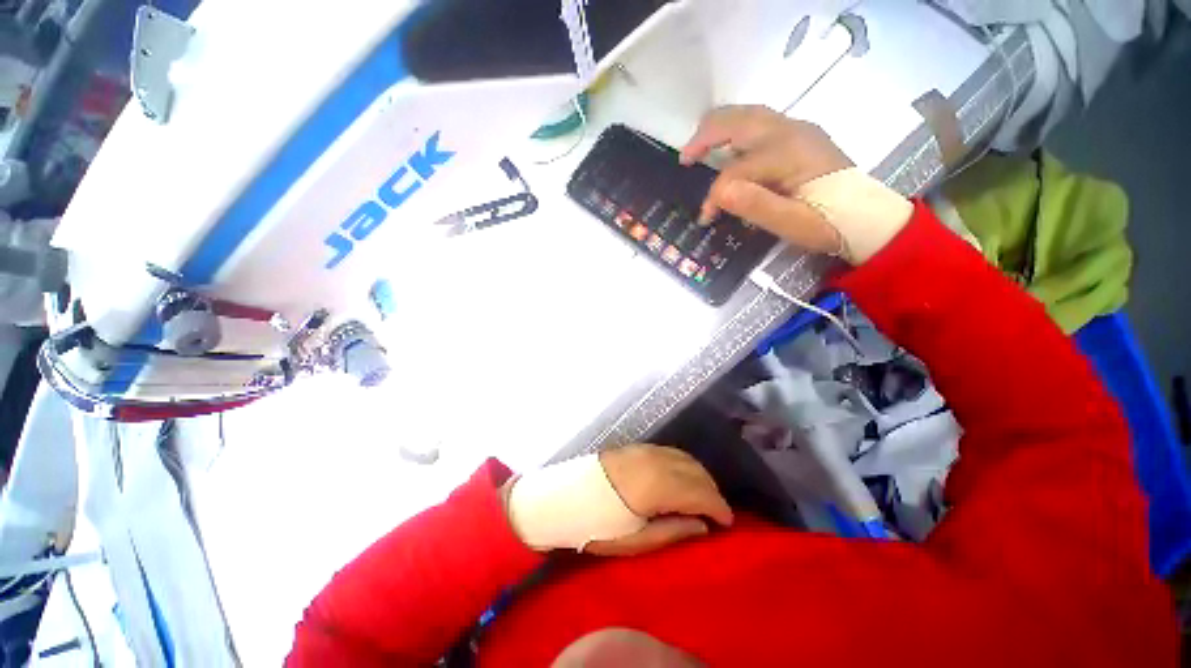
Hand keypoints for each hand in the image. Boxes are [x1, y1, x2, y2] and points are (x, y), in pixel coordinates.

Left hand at [585, 445, 732, 556]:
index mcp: (657, 485)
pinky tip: (681, 477)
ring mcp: (644, 450)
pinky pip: (670, 452)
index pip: (700, 492)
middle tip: (716, 513)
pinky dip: (683, 464)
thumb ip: (672, 531)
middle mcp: (655, 460)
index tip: (728, 523)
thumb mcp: (634, 540)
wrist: (563, 497)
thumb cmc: (597, 525)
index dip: (718, 507)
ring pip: (684, 457)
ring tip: (702, 497)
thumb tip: (702, 526)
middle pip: (696, 471)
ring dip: (699, 475)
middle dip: (711, 491)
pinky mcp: (635, 447)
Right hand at [681, 105, 853, 253]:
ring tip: (698, 149)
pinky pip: (759, 123)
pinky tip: (729, 148)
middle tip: (684, 158)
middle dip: (705, 137)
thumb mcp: (790, 223)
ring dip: (718, 129)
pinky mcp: (800, 136)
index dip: (714, 195)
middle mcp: (791, 131)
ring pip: (747, 115)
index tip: (707, 218)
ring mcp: (797, 129)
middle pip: (737, 120)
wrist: (868, 217)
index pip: (734, 170)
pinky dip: (735, 131)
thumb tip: (719, 191)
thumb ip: (754, 205)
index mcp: (787, 153)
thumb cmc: (828, 224)